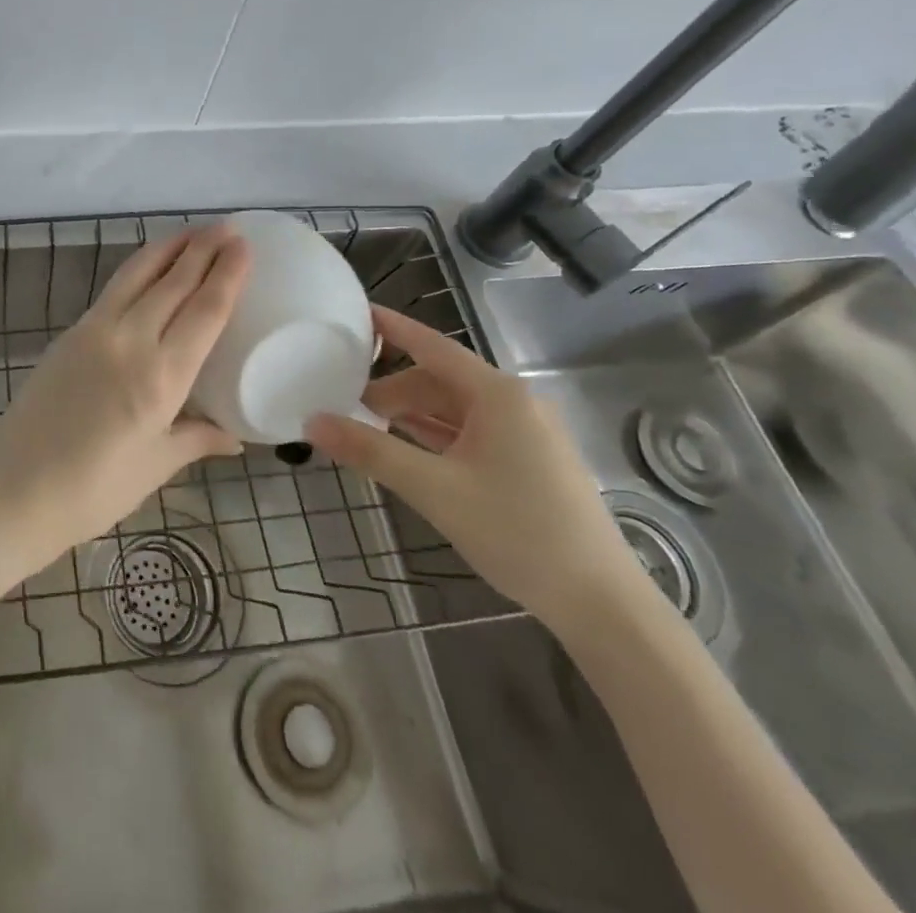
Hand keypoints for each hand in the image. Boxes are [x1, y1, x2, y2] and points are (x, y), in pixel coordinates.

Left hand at [0, 223, 249, 564]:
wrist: (15, 487)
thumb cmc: (93, 489)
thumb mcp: (155, 466)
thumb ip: (196, 439)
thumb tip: (234, 436)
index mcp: (161, 377)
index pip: (204, 312)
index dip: (227, 275)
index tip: (244, 246)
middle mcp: (130, 342)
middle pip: (173, 283)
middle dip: (203, 250)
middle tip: (227, 226)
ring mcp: (95, 332)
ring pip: (137, 275)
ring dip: (168, 248)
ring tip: (192, 231)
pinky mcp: (70, 333)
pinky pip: (113, 289)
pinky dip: (137, 269)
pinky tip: (148, 267)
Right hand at [306, 306, 645, 633]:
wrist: (602, 604)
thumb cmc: (518, 533)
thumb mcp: (434, 489)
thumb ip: (371, 450)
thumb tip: (312, 421)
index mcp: (497, 395)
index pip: (431, 345)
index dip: (391, 327)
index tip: (354, 311)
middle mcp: (514, 403)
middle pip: (439, 380)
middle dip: (391, 388)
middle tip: (344, 403)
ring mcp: (527, 433)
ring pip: (455, 409)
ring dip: (411, 414)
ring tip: (366, 425)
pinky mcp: (531, 462)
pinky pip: (472, 432)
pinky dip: (435, 435)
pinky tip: (408, 449)